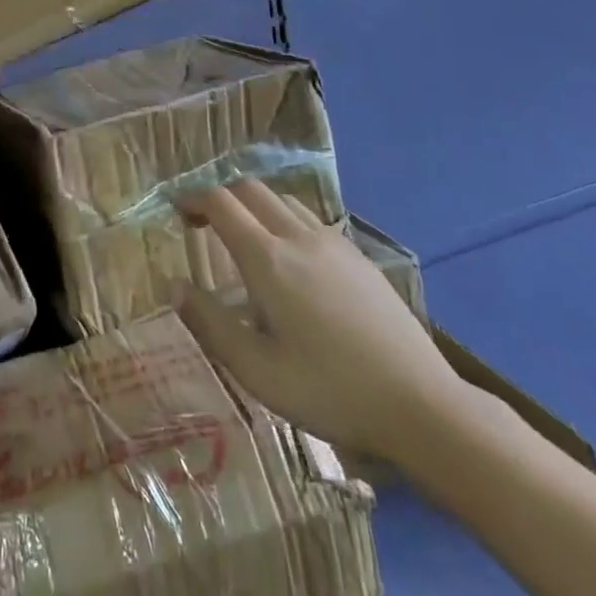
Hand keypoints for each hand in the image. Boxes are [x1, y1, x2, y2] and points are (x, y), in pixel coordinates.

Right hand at [174, 181, 471, 467]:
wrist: (422, 405)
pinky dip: (285, 221)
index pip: (221, 203)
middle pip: (251, 189)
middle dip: (221, 197)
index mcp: (268, 258)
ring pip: (283, 200)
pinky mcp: (359, 257)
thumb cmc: (330, 391)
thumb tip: (174, 286)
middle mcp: (298, 236)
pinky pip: (311, 219)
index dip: (193, 199)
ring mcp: (333, 242)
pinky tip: (292, 261)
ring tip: (245, 239)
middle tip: (204, 224)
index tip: (177, 212)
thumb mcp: (257, 371)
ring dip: (255, 206)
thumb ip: (210, 324)